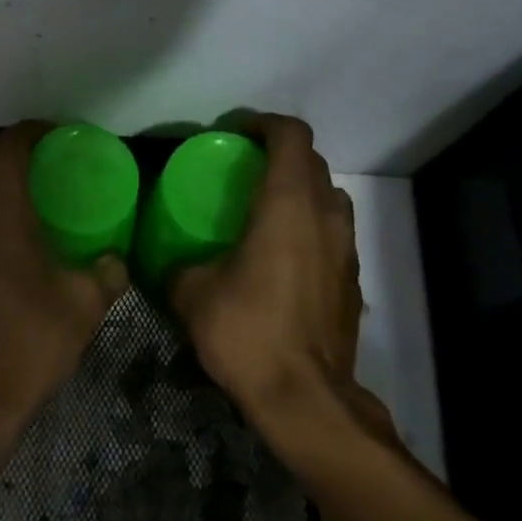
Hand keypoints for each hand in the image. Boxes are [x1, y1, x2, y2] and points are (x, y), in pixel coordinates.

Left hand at [0, 121, 128, 471]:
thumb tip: (117, 260)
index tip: (55, 134)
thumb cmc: (31, 340)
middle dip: (3, 145)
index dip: (30, 132)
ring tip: (8, 182)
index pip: (8, 149)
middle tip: (37, 157)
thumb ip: (107, 273)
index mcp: (1, 212)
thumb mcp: (85, 304)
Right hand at [170, 115, 398, 450]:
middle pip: (312, 161)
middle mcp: (325, 216)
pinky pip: (334, 232)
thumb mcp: (193, 294)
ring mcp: (346, 248)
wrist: (305, 397)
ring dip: (301, 190)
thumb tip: (168, 261)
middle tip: (243, 169)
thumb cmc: (248, 332)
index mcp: (287, 205)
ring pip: (329, 196)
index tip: (236, 133)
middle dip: (279, 154)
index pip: (290, 136)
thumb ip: (178, 267)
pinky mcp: (353, 279)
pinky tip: (283, 257)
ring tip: (266, 209)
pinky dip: (311, 226)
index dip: (263, 123)